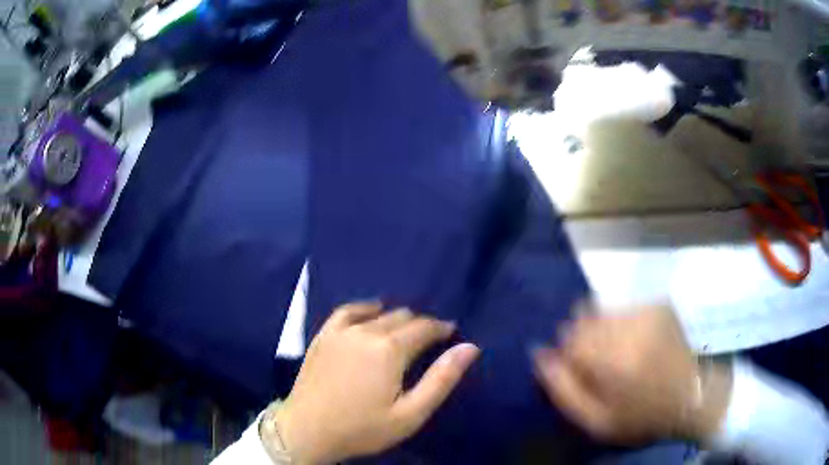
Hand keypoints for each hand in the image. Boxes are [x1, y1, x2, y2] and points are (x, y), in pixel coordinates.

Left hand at [269, 302, 479, 463]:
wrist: (308, 430)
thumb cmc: (362, 428)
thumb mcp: (410, 414)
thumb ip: (441, 379)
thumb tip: (470, 348)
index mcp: (390, 350)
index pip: (424, 328)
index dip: (441, 328)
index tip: (451, 332)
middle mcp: (366, 331)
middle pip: (402, 317)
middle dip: (421, 325)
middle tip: (430, 339)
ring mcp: (341, 331)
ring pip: (378, 313)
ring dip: (396, 317)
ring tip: (406, 330)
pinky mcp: (323, 336)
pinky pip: (347, 311)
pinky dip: (364, 308)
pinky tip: (371, 311)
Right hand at [533, 303, 731, 444]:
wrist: (689, 396)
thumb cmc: (640, 416)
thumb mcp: (595, 422)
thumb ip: (563, 390)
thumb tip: (540, 355)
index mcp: (611, 360)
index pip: (567, 339)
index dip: (567, 357)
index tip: (581, 373)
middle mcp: (628, 327)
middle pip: (582, 318)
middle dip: (582, 341)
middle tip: (600, 365)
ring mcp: (646, 312)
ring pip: (600, 310)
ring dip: (600, 331)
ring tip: (618, 354)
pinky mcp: (658, 306)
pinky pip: (622, 309)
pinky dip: (619, 324)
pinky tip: (634, 343)